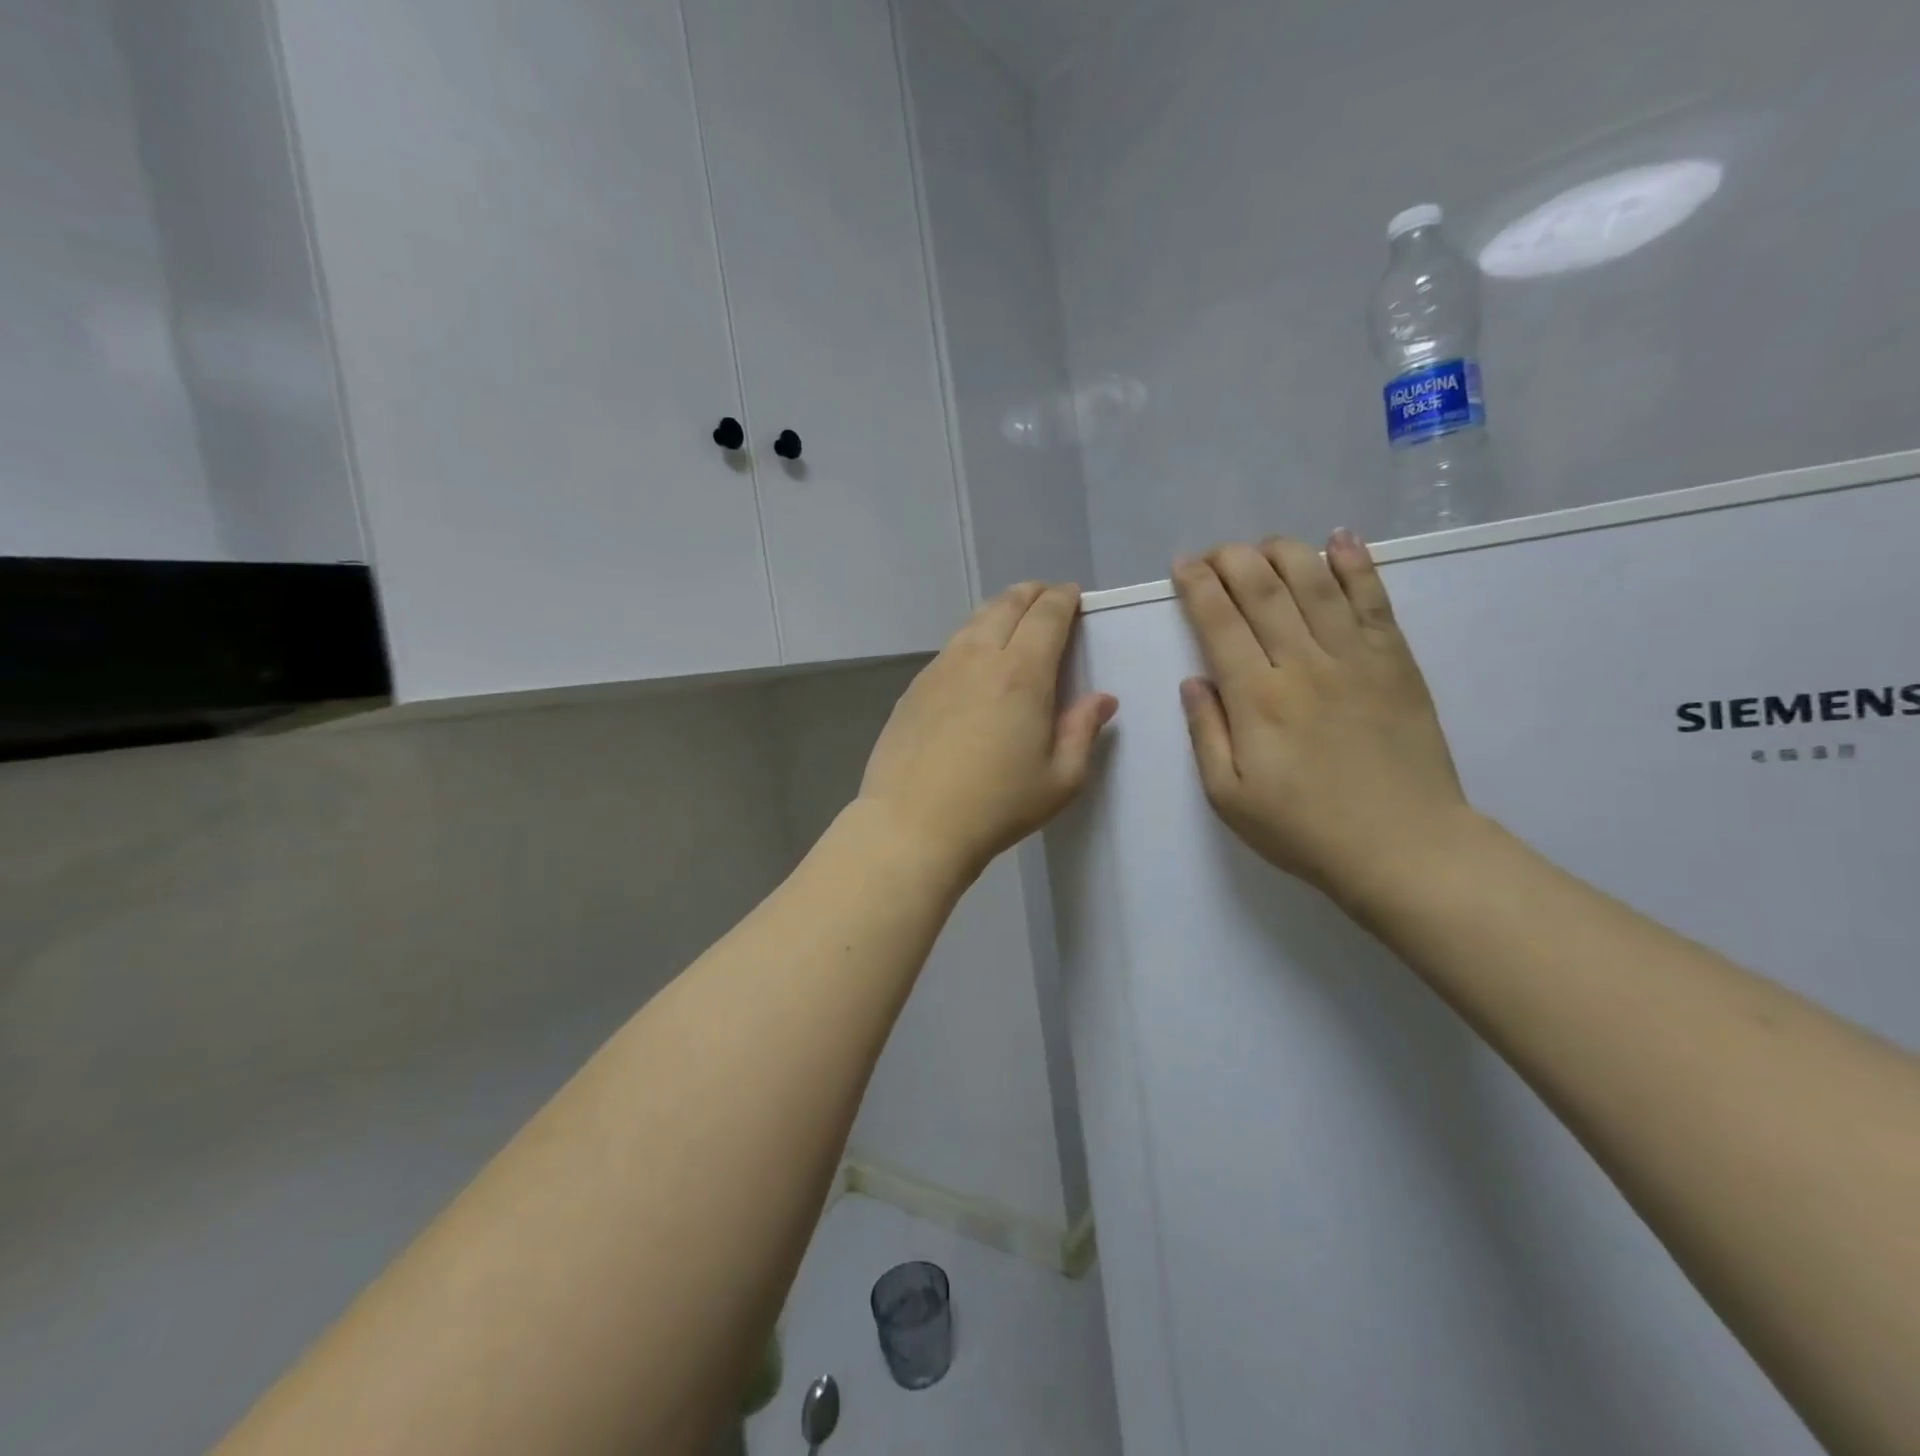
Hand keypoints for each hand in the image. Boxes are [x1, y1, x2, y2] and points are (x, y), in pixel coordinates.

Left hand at [859, 583, 1117, 881]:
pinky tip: (972, 660)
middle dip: (1031, 594)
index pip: (1047, 616)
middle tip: (1045, 597)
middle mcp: (978, 658)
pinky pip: (949, 648)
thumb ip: (1083, 732)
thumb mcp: (1060, 780)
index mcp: (1022, 674)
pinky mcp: (914, 688)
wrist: (913, 824)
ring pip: (973, 622)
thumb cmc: (996, 806)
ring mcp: (939, 670)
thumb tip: (1101, 699)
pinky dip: (970, 638)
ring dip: (998, 610)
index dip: (1063, 599)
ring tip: (1011, 618)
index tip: (1073, 596)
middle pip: (1006, 605)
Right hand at [1174, 532, 1471, 908]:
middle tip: (1214, 552)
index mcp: (1256, 698)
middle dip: (1231, 559)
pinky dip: (1356, 564)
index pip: (1219, 621)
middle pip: (1263, 589)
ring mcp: (1355, 657)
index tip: (1182, 565)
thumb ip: (1206, 733)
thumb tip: (1194, 681)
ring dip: (1284, 552)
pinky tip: (1340, 540)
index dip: (1196, 586)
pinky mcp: (1396, 661)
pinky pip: (1374, 600)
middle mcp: (1303, 663)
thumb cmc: (1304, 829)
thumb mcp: (1228, 796)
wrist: (1403, 847)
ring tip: (1262, 544)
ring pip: (1315, 582)